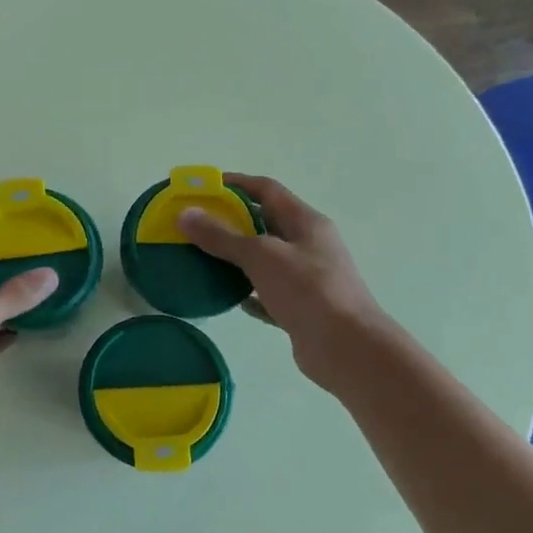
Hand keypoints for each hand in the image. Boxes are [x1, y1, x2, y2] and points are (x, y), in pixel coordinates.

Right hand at [179, 174, 386, 395]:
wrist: (346, 348)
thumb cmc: (308, 290)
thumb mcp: (261, 256)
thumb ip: (222, 237)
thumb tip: (185, 215)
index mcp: (306, 222)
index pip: (267, 190)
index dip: (235, 184)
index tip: (202, 188)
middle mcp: (308, 246)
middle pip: (265, 224)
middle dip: (230, 221)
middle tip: (194, 225)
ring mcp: (306, 279)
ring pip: (264, 261)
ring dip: (236, 258)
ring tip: (200, 259)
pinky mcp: (299, 309)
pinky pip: (266, 294)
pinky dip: (247, 293)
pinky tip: (226, 297)